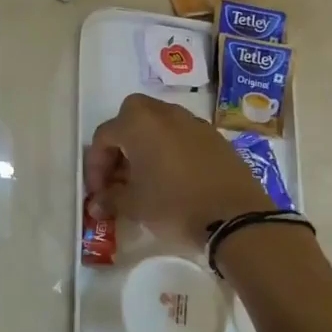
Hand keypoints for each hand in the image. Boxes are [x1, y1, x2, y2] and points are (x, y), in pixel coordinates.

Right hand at [84, 93, 271, 247]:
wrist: (236, 217)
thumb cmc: (174, 205)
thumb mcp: (134, 206)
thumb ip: (110, 199)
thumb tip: (97, 204)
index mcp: (138, 124)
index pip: (104, 136)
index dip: (95, 165)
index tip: (98, 192)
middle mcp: (164, 114)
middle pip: (131, 117)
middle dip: (120, 144)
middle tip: (120, 174)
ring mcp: (194, 123)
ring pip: (159, 125)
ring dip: (146, 145)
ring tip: (146, 178)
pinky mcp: (216, 138)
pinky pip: (182, 136)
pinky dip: (171, 150)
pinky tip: (174, 179)